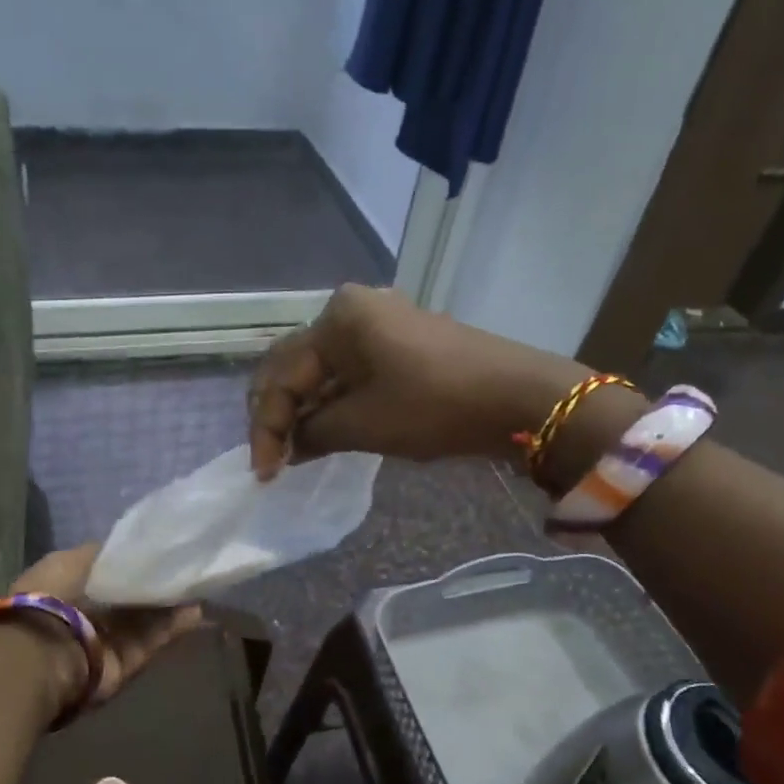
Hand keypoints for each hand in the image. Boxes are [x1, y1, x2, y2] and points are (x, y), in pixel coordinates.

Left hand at [11, 544, 204, 706]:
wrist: (44, 655)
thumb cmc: (51, 598)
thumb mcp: (71, 560)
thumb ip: (103, 554)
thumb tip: (132, 549)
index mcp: (71, 585)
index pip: (110, 569)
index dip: (135, 559)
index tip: (162, 547)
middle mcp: (91, 613)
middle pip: (132, 595)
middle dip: (156, 582)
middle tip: (188, 565)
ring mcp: (111, 639)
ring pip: (148, 617)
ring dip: (171, 603)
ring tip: (199, 584)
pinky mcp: (129, 661)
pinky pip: (156, 639)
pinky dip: (175, 626)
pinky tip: (196, 609)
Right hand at [248, 285, 584, 479]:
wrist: (519, 397)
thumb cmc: (435, 404)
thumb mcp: (365, 423)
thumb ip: (313, 433)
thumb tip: (289, 445)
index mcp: (336, 318)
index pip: (282, 375)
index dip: (267, 427)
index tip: (264, 473)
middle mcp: (350, 309)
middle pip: (295, 366)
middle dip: (279, 415)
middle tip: (272, 460)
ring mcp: (378, 324)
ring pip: (322, 371)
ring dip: (305, 411)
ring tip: (293, 453)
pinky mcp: (398, 344)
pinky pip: (349, 372)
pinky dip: (333, 403)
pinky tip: (324, 432)